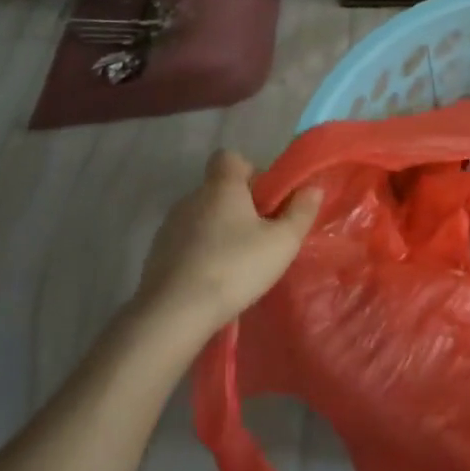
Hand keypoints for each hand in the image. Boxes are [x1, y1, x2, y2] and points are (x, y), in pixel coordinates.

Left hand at [134, 149, 322, 334]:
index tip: (264, 198)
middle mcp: (192, 198)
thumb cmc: (235, 267)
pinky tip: (211, 279)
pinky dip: (199, 253)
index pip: (229, 157)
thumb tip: (313, 188)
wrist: (173, 314)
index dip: (249, 171)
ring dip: (218, 231)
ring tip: (236, 262)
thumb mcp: (282, 242)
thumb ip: (301, 212)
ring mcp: (170, 226)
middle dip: (239, 206)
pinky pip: (185, 242)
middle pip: (219, 189)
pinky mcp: (156, 255)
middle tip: (260, 236)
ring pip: (201, 217)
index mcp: (221, 187)